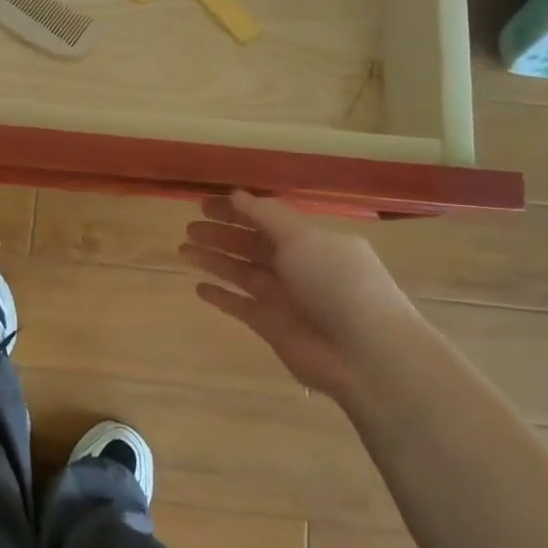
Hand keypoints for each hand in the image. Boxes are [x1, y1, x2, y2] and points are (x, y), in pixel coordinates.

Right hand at [179, 191, 414, 399]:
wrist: (364, 353)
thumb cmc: (336, 283)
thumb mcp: (301, 238)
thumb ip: (265, 216)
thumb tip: (236, 194)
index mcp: (308, 241)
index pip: (264, 219)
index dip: (235, 210)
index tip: (203, 203)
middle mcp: (296, 266)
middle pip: (250, 245)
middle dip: (220, 234)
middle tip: (189, 227)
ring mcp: (283, 297)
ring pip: (240, 272)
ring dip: (213, 260)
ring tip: (183, 250)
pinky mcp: (272, 326)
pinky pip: (240, 306)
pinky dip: (220, 297)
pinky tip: (198, 287)